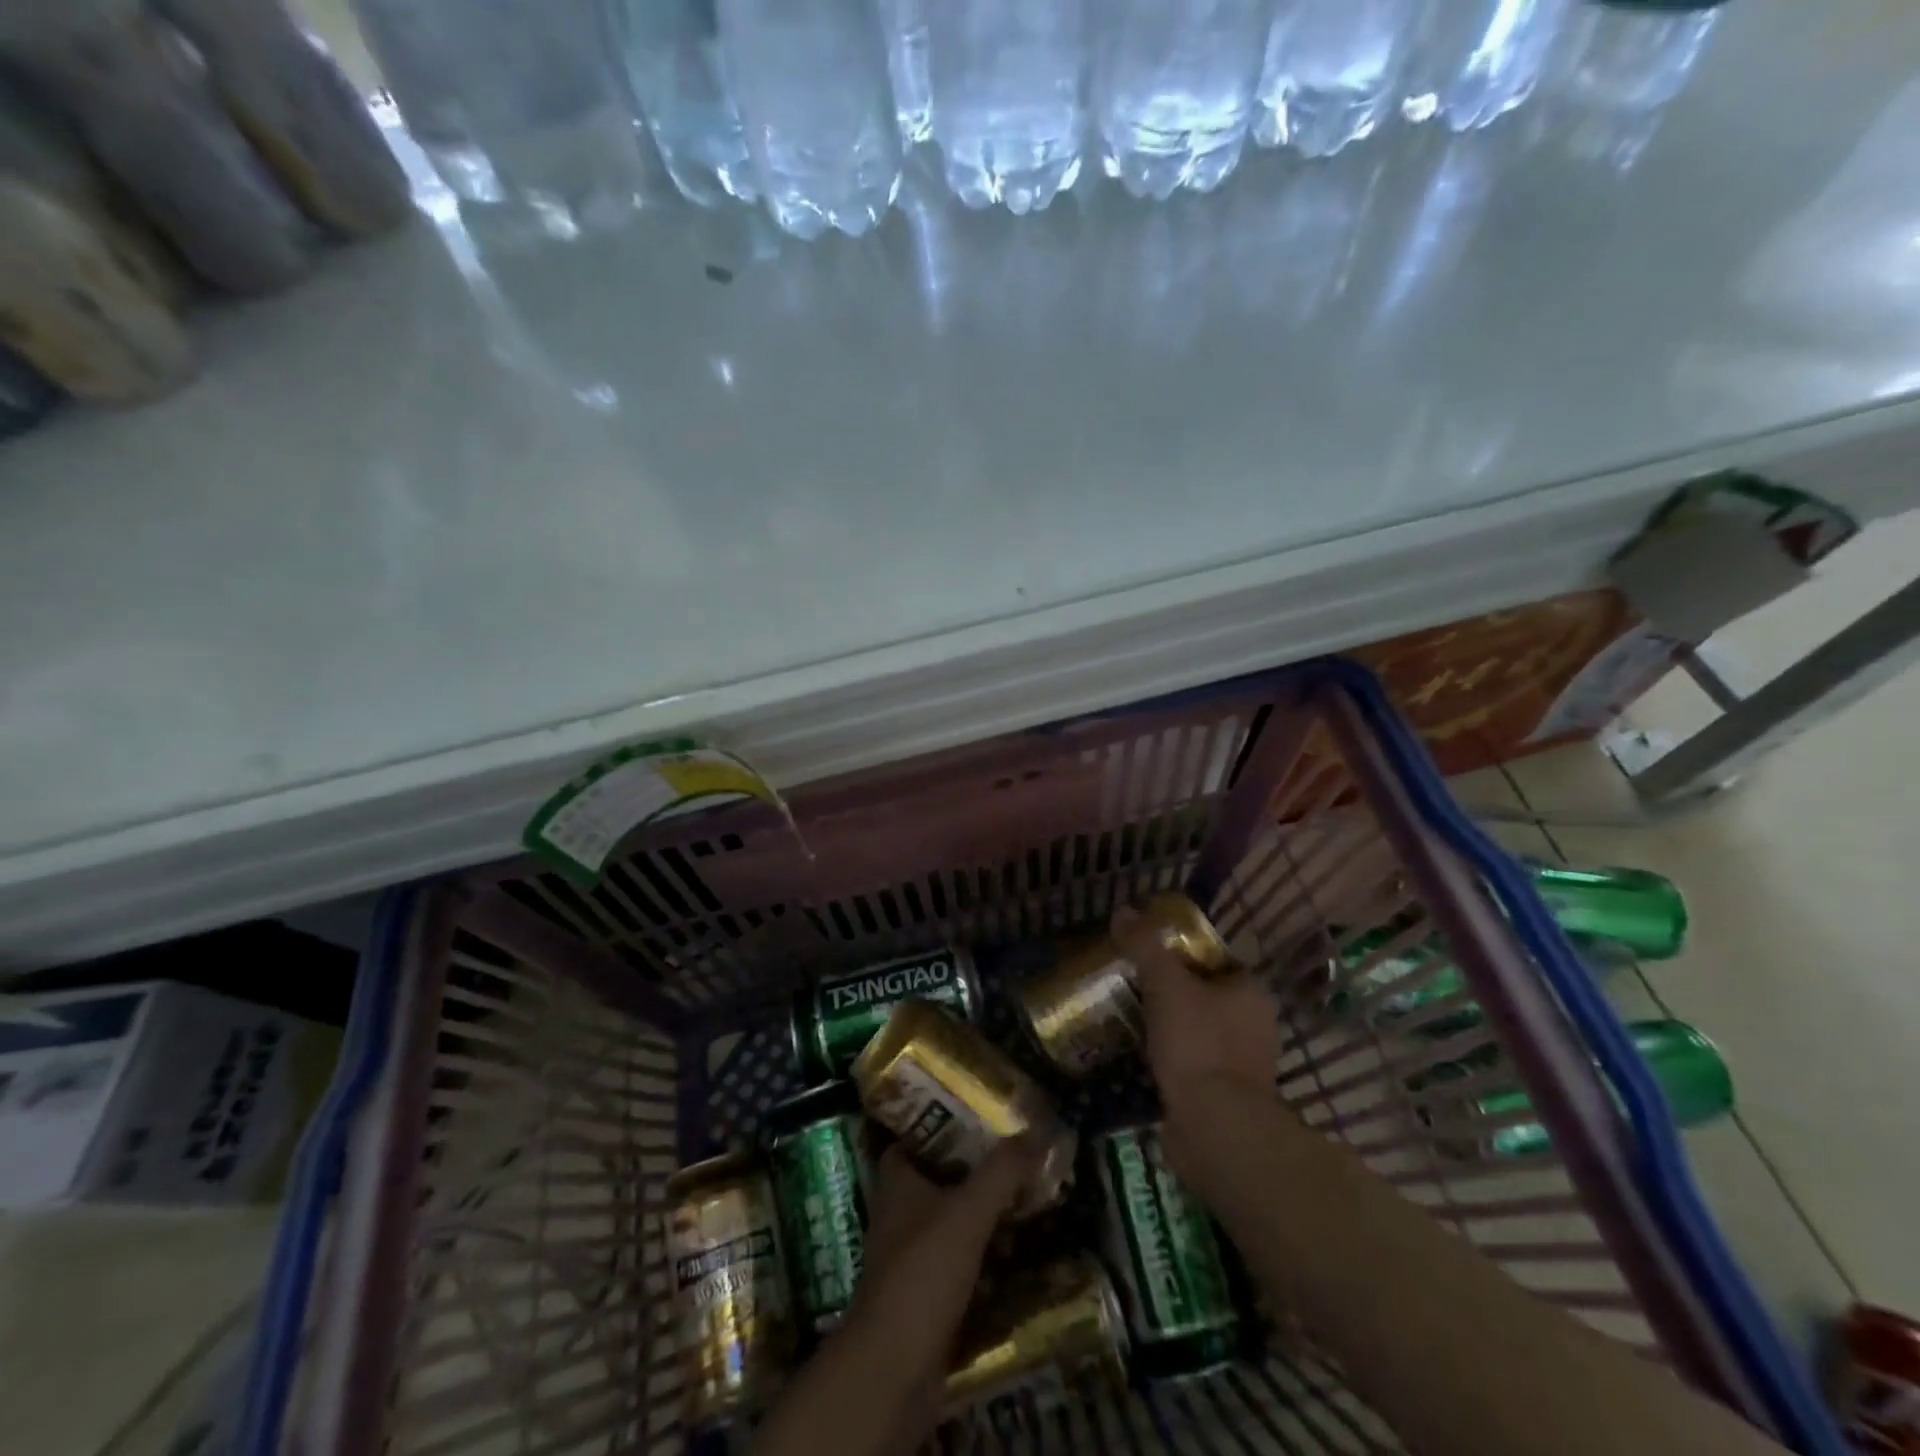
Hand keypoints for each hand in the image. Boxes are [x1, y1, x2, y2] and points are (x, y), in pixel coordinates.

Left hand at [848, 1143, 1036, 1413]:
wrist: (894, 1370)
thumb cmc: (922, 1273)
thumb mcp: (968, 1212)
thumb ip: (1002, 1172)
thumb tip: (1036, 1131)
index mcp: (898, 1181)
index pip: (917, 1135)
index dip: (946, 1122)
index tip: (983, 1113)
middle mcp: (899, 1211)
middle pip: (940, 1175)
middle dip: (976, 1167)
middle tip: (1017, 1154)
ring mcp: (910, 1255)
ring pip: (951, 1218)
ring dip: (983, 1211)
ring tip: (1026, 1195)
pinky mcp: (925, 1294)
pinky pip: (959, 1260)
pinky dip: (984, 1253)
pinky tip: (1016, 1249)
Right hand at [1117, 906, 1283, 1187]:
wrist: (1215, 1128)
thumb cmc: (1198, 1044)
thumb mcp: (1165, 983)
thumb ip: (1145, 945)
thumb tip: (1123, 910)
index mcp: (1252, 993)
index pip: (1218, 961)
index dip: (1184, 955)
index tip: (1150, 958)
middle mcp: (1257, 1027)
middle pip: (1208, 997)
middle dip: (1174, 994)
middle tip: (1134, 988)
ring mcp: (1246, 1067)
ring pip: (1201, 1033)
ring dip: (1172, 1030)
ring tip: (1132, 1022)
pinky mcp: (1228, 1099)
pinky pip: (1196, 1066)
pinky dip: (1174, 1062)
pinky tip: (1145, 1059)